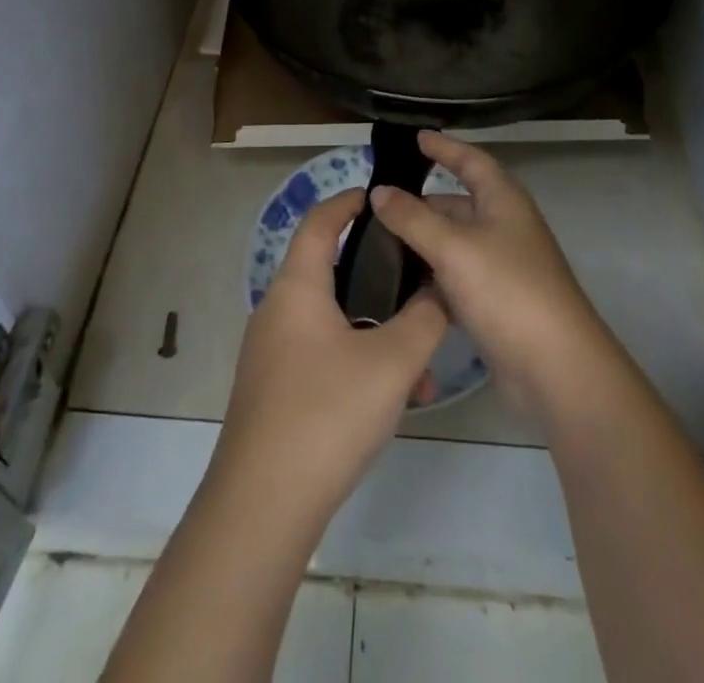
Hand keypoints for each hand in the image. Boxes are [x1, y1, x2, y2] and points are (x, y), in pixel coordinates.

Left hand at [215, 188, 447, 523]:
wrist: (263, 506)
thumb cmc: (327, 413)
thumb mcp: (392, 362)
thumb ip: (424, 318)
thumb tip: (440, 291)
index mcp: (297, 288)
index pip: (319, 222)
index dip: (347, 202)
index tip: (379, 196)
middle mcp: (277, 311)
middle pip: (330, 272)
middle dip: (378, 278)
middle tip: (417, 284)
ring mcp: (272, 353)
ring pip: (333, 322)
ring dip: (376, 333)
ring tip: (420, 367)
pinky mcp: (275, 390)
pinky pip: (323, 356)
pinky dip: (358, 362)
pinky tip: (393, 401)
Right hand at [371, 131, 613, 419]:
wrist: (555, 367)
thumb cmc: (507, 290)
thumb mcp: (453, 247)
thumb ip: (412, 218)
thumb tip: (379, 191)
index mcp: (503, 200)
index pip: (470, 160)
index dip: (444, 147)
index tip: (416, 137)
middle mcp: (504, 226)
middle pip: (458, 203)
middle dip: (421, 201)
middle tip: (378, 202)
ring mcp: (501, 265)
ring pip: (453, 242)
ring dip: (422, 241)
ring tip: (378, 242)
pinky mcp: (495, 301)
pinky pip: (456, 276)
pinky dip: (431, 275)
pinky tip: (401, 283)